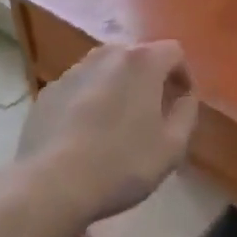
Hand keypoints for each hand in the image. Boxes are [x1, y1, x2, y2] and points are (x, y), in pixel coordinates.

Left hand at [16, 40, 197, 225]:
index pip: (173, 52)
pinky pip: (81, 88)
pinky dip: (90, 101)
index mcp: (142, 62)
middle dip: (150, 80)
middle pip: (138, 57)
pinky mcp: (50, 91)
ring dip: (118, 88)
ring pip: (107, 71)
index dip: (183, 75)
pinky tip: (86, 135)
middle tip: (153, 114)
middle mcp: (107, 55)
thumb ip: (187, 113)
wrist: (51, 185)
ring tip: (117, 124)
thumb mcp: (172, 147)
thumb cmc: (121, 164)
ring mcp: (74, 71)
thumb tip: (185, 97)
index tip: (181, 103)